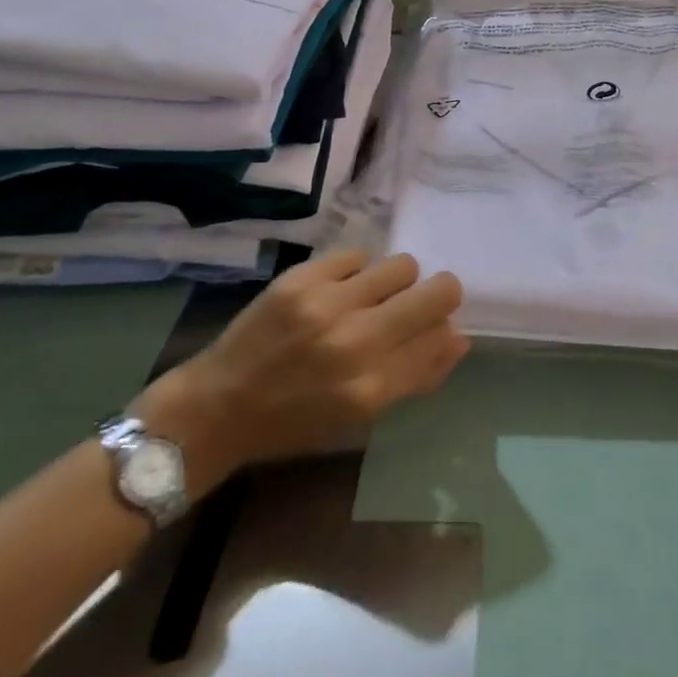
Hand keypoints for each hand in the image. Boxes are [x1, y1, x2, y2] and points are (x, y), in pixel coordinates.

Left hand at [136, 251, 468, 490]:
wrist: (218, 405)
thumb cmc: (295, 421)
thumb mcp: (361, 417)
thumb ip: (416, 377)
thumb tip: (459, 338)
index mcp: (372, 388)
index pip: (441, 338)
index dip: (444, 327)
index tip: (432, 327)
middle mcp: (356, 343)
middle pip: (436, 293)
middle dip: (440, 293)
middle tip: (420, 300)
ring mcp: (327, 305)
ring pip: (402, 266)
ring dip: (396, 280)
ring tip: (373, 295)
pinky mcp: (301, 278)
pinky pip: (357, 254)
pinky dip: (356, 271)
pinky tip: (339, 289)